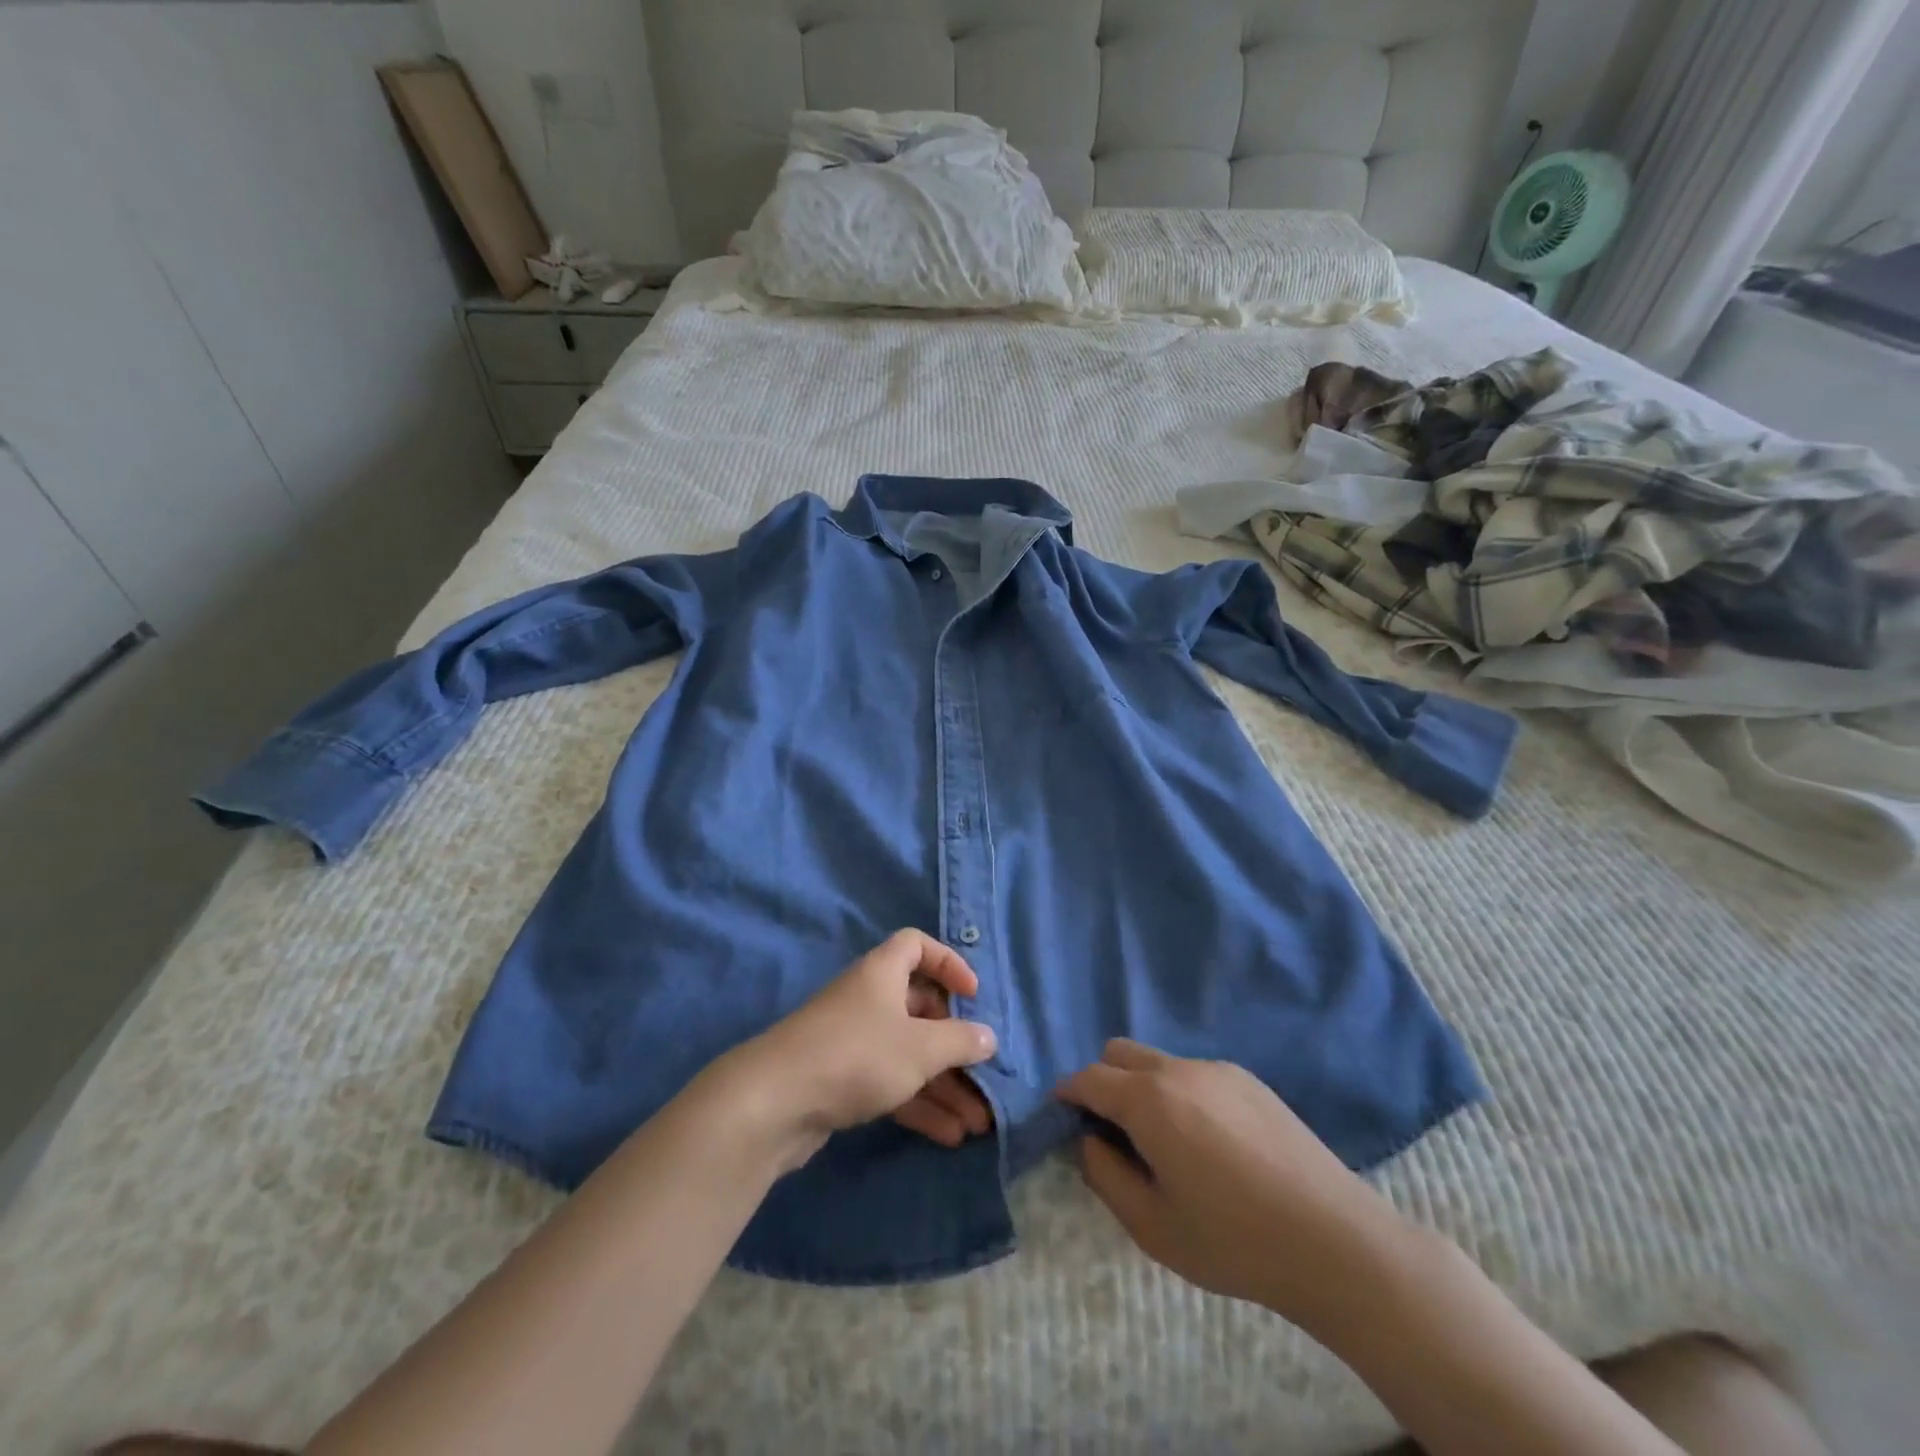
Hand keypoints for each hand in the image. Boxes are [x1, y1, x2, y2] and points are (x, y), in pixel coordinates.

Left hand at [732, 930, 998, 1166]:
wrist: (773, 1103)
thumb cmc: (857, 1055)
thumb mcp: (920, 1047)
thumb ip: (960, 1041)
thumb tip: (988, 1037)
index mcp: (883, 973)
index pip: (917, 945)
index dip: (948, 962)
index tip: (972, 994)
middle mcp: (868, 999)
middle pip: (919, 1008)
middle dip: (955, 1044)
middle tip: (984, 1074)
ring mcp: (852, 1040)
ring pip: (908, 1053)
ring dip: (943, 1085)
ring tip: (978, 1123)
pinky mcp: (841, 1079)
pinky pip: (890, 1082)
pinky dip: (918, 1103)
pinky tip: (948, 1135)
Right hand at [1056, 1039, 1404, 1332]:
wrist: (1335, 1242)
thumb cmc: (1233, 1241)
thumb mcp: (1151, 1226)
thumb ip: (1105, 1175)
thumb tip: (1089, 1141)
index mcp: (1148, 1100)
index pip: (1089, 1078)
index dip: (1068, 1094)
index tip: (1063, 1116)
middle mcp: (1178, 1069)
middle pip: (1120, 1053)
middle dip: (1103, 1081)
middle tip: (1113, 1132)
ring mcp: (1218, 1069)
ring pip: (1159, 1062)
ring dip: (1144, 1088)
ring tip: (1167, 1144)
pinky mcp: (1250, 1081)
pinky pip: (1196, 1074)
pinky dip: (1181, 1094)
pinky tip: (1210, 1144)